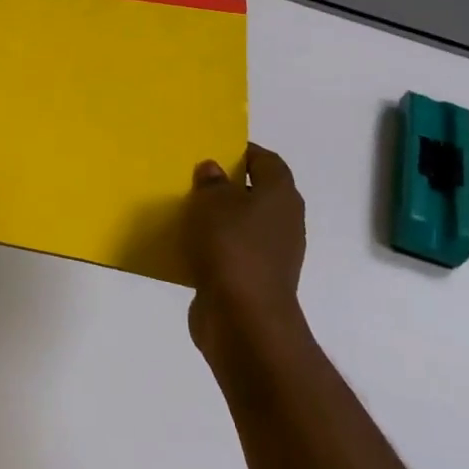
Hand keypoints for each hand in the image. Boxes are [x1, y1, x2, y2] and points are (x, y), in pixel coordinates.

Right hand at [181, 143, 307, 364]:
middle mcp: (284, 222)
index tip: (213, 150)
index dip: (243, 152)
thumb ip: (211, 182)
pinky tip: (187, 247)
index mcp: (280, 195)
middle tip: (193, 179)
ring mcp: (272, 254)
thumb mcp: (212, 202)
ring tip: (185, 212)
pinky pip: (232, 253)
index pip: (268, 161)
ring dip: (219, 219)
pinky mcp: (254, 280)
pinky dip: (214, 248)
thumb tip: (213, 170)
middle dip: (227, 186)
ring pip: (243, 225)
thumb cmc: (231, 247)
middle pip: (256, 193)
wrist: (243, 318)